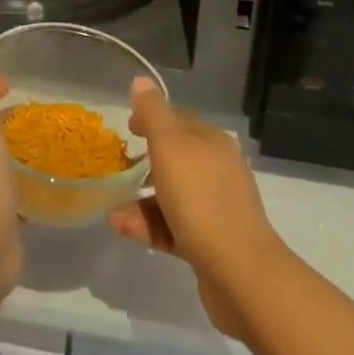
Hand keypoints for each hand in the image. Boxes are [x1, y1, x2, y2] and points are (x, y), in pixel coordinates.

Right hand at [108, 78, 282, 339]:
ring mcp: (216, 207)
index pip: (178, 120)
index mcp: (211, 141)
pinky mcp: (211, 243)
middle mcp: (217, 169)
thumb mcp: (169, 146)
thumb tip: (141, 81)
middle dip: (144, 164)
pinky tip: (124, 229)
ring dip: (141, 201)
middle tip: (117, 169)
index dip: (151, 119)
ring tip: (113, 212)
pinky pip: (174, 226)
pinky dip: (150, 225)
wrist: (240, 273)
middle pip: (175, 159)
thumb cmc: (200, 199)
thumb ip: (153, 113)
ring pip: (172, 196)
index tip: (126, 129)